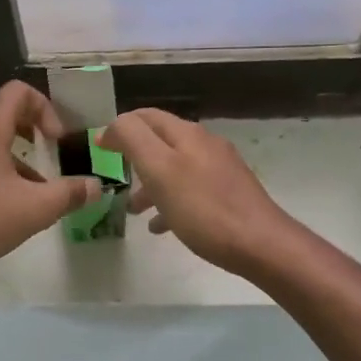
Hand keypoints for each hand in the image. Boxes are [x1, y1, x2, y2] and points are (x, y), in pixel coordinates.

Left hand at [0, 81, 98, 270]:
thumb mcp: (34, 208)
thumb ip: (69, 194)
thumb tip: (97, 186)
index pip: (20, 91)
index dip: (46, 108)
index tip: (57, 140)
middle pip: (6, 108)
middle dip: (34, 126)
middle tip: (51, 150)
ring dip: (18, 149)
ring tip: (37, 181)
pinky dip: (0, 163)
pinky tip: (12, 200)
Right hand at [100, 108, 293, 275]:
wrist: (262, 244)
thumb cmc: (204, 208)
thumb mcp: (159, 169)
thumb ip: (133, 139)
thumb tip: (114, 125)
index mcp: (187, 134)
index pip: (146, 116)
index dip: (120, 128)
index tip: (98, 149)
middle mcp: (204, 144)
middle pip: (161, 141)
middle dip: (134, 156)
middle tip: (113, 177)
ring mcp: (220, 169)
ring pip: (174, 168)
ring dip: (150, 184)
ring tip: (133, 209)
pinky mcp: (229, 194)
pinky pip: (190, 191)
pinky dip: (170, 202)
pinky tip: (162, 226)